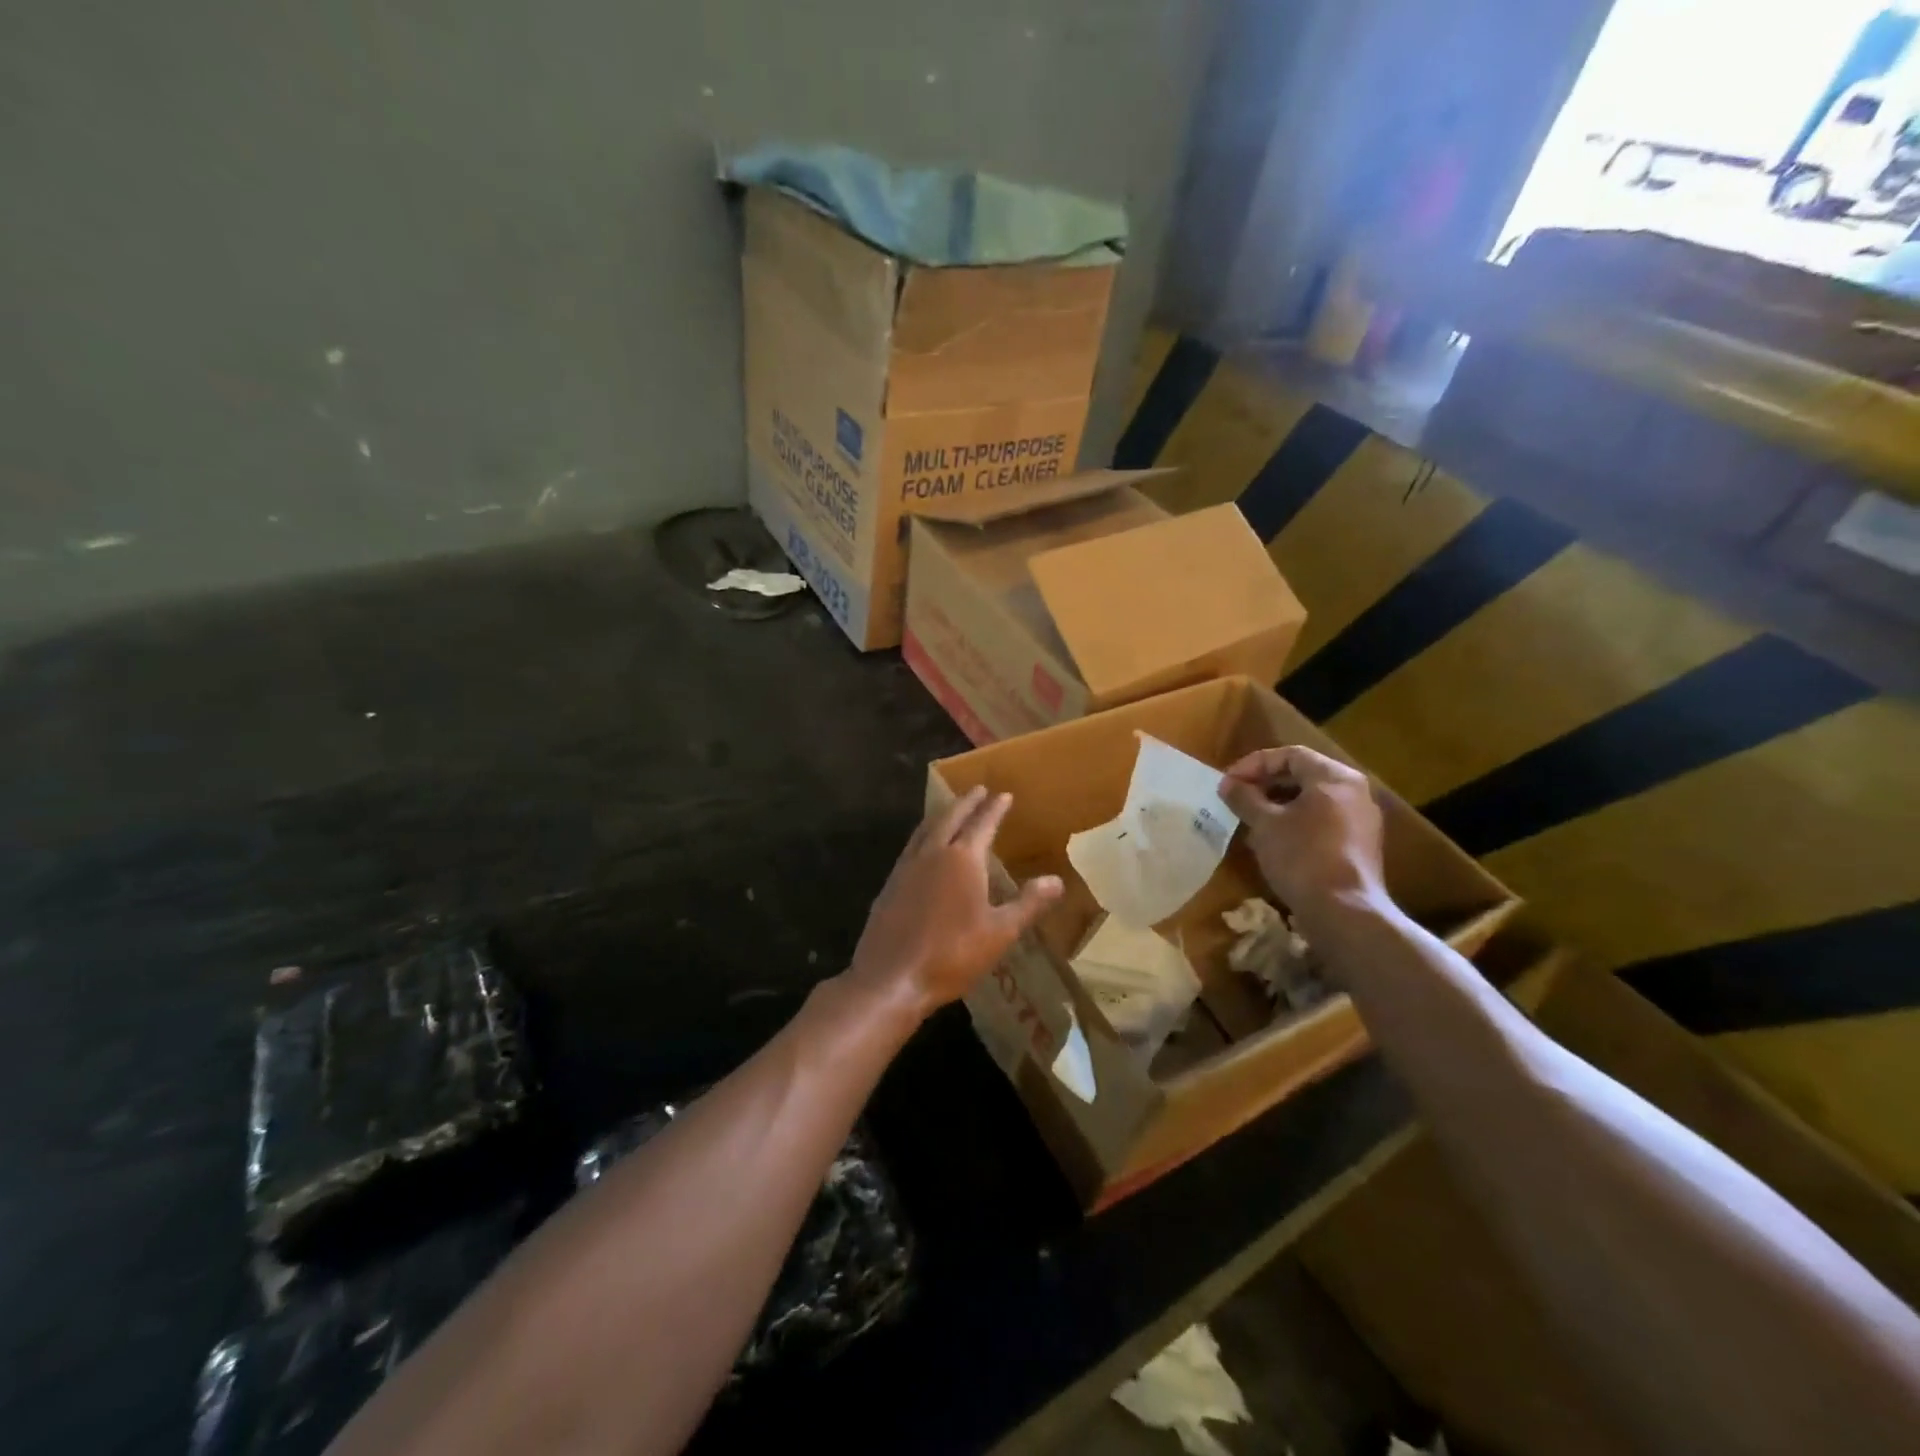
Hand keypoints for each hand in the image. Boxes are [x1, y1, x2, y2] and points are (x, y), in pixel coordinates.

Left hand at [846, 786, 1063, 1022]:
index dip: (995, 808)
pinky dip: (924, 835)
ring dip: (942, 814)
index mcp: (963, 859)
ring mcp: (907, 867)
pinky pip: (911, 846)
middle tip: (978, 789)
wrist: (891, 978)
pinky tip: (924, 847)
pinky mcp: (890, 884)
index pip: (983, 823)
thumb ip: (1028, 903)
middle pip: (951, 817)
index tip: (1003, 794)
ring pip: (927, 829)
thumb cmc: (952, 955)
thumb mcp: (1000, 932)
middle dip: (966, 802)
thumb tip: (1057, 880)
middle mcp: (933, 853)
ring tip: (951, 809)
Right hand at [1218, 746, 1386, 920]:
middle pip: (1303, 775)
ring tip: (1250, 819)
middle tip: (1236, 797)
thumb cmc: (1302, 858)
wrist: (1345, 913)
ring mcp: (1361, 820)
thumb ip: (1245, 798)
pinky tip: (1273, 841)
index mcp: (1334, 778)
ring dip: (1278, 804)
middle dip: (1265, 784)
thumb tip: (1228, 784)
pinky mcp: (1359, 845)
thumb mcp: (1265, 824)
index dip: (1254, 764)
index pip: (1289, 755)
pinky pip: (1323, 821)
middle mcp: (1354, 792)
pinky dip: (1296, 822)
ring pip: (1312, 800)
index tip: (1228, 782)